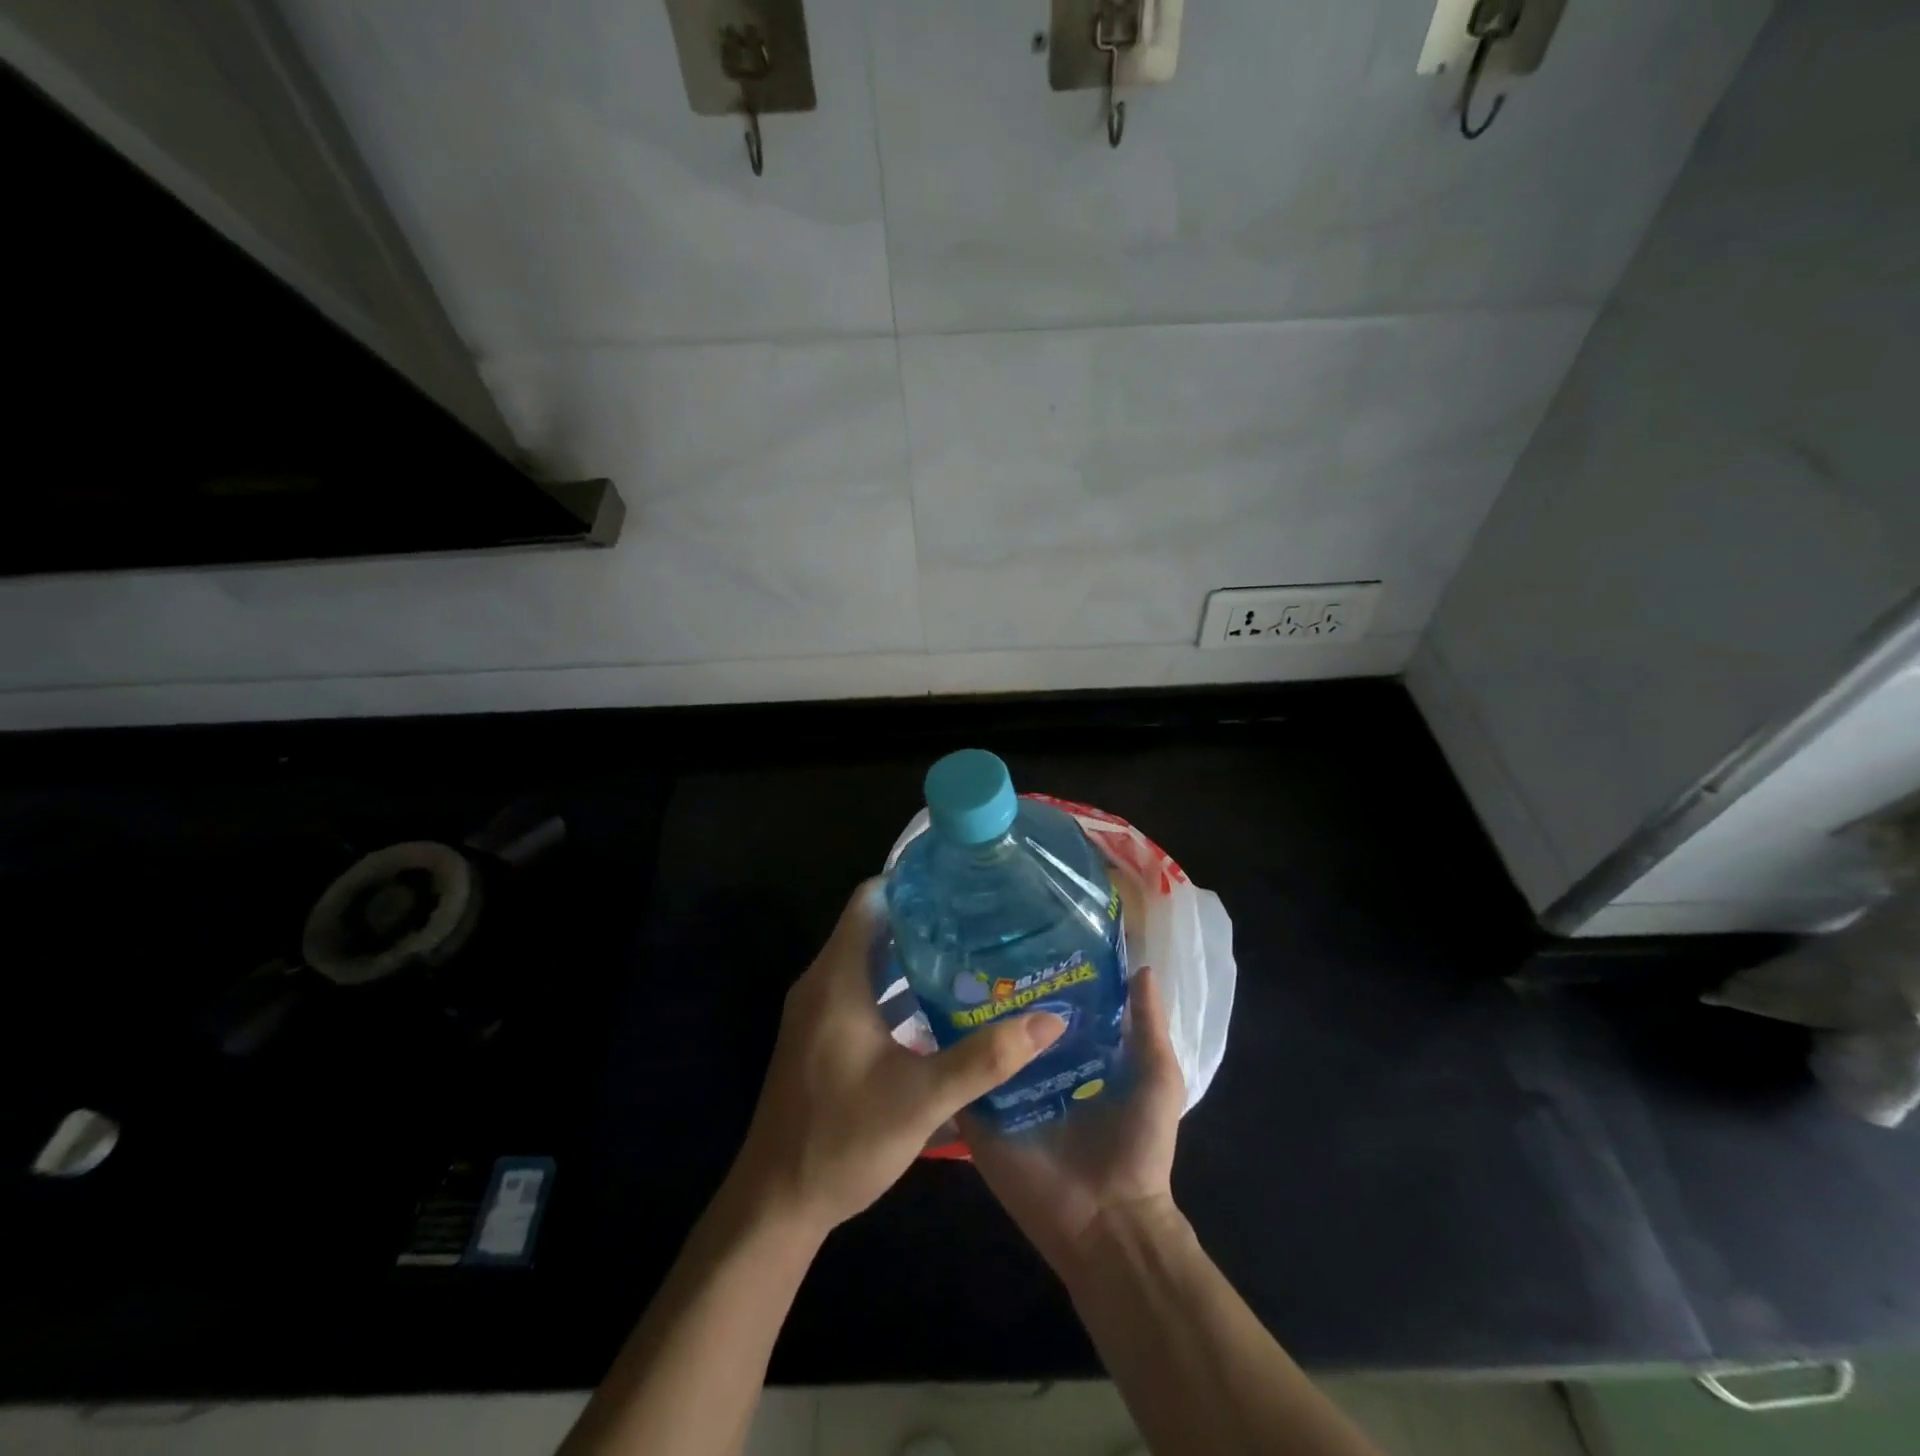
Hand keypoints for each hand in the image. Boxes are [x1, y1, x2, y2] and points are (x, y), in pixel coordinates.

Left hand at [729, 879, 1066, 1239]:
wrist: (776, 1203)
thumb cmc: (842, 1140)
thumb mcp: (921, 1098)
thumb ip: (986, 1057)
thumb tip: (1050, 1020)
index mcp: (837, 977)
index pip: (871, 899)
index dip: (913, 882)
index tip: (962, 880)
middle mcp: (823, 982)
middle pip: (874, 926)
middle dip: (925, 918)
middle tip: (983, 918)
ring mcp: (819, 1010)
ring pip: (870, 960)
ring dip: (914, 955)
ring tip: (974, 953)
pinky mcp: (822, 1036)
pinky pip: (863, 990)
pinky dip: (899, 987)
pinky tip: (941, 1005)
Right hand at [964, 965, 1184, 1278]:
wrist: (1111, 1222)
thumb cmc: (1139, 1147)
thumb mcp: (1157, 1076)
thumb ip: (1148, 1025)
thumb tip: (1141, 967)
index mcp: (1073, 1060)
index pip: (1048, 1012)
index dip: (1041, 980)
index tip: (1022, 940)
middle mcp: (1035, 1073)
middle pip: (1010, 1027)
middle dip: (998, 995)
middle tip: (975, 951)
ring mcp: (1004, 1098)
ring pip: (980, 1050)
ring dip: (967, 1021)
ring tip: (947, 974)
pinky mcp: (981, 1122)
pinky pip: (959, 1084)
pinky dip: (949, 1059)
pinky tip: (932, 1021)